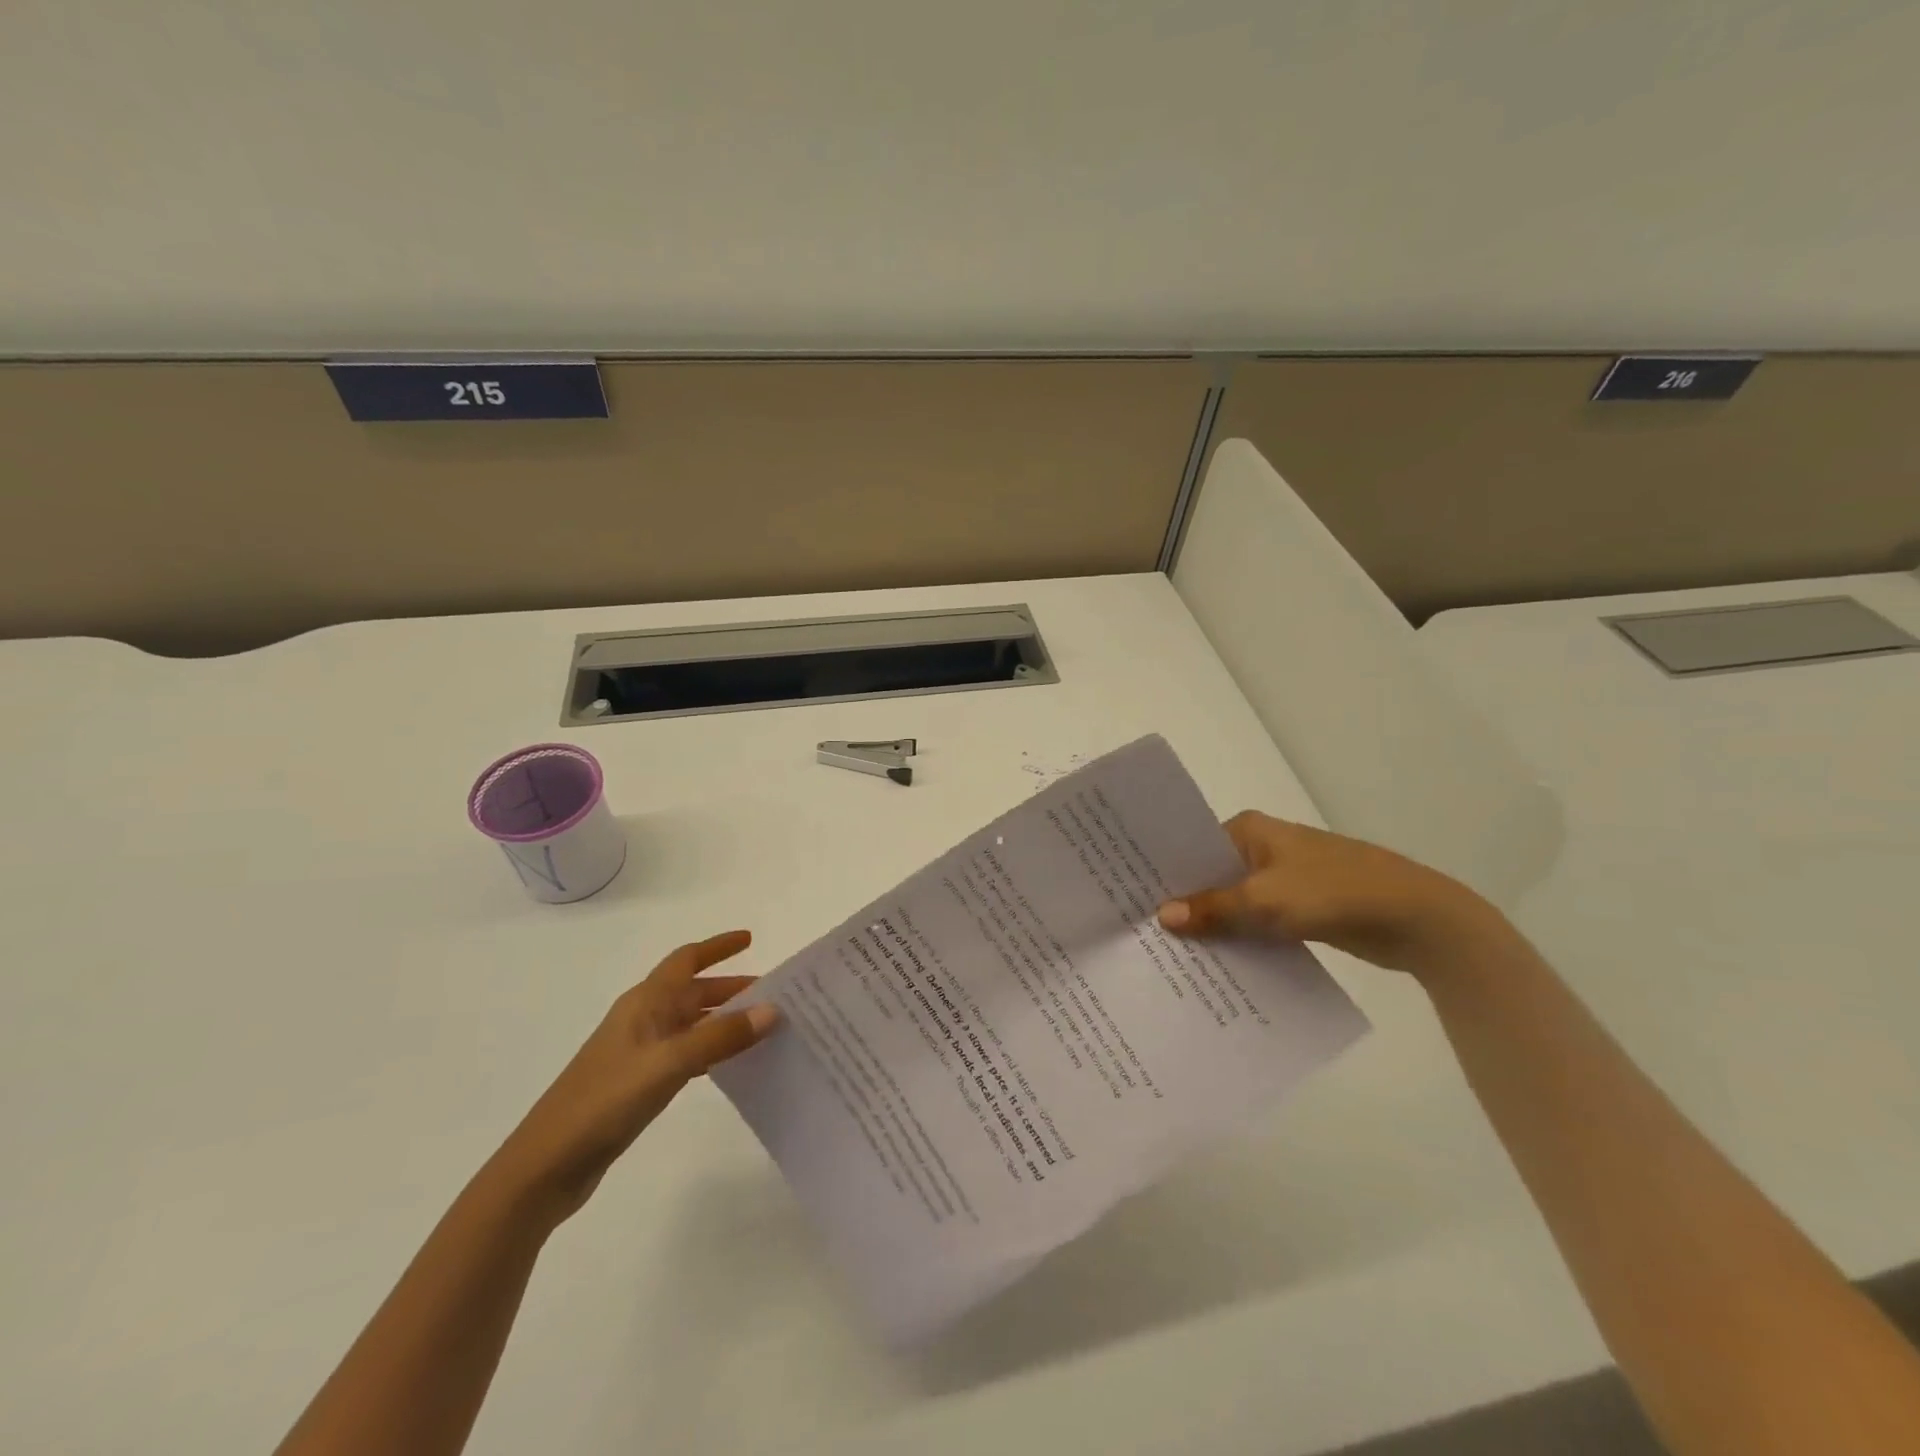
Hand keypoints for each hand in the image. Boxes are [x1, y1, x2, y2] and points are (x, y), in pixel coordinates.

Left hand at [489, 930, 779, 1225]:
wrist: (546, 1166)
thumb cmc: (604, 1101)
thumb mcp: (667, 1064)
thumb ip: (720, 1037)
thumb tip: (772, 1009)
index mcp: (645, 1003)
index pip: (686, 959)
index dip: (718, 947)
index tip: (751, 939)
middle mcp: (643, 1019)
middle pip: (693, 991)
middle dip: (732, 988)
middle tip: (774, 995)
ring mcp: (639, 1053)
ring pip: (692, 1023)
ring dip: (725, 1020)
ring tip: (764, 1027)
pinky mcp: (638, 1084)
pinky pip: (686, 1053)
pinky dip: (711, 1050)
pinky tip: (732, 1064)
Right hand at [1158, 812, 1500, 975]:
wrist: (1416, 917)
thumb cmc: (1333, 892)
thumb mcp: (1265, 901)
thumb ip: (1213, 909)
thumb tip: (1161, 916)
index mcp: (1249, 830)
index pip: (1192, 847)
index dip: (1165, 872)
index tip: (1131, 899)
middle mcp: (1262, 848)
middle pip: (1210, 875)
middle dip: (1184, 903)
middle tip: (1141, 931)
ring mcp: (1283, 878)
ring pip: (1234, 901)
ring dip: (1213, 924)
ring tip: (1169, 953)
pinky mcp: (1300, 907)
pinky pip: (1257, 921)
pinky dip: (1240, 937)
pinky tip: (1216, 963)